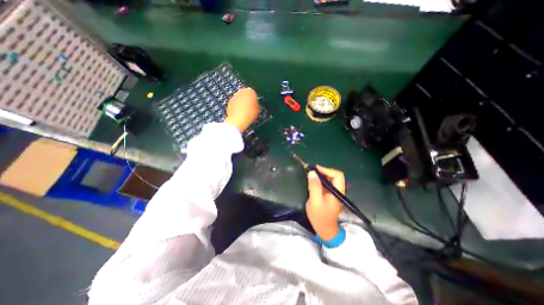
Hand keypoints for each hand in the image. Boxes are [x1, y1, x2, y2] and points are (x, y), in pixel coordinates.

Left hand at [224, 87, 260, 132]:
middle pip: (244, 94)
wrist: (238, 120)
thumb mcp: (257, 109)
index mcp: (250, 91)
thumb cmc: (250, 114)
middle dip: (246, 99)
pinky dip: (236, 106)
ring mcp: (234, 96)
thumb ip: (255, 104)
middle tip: (249, 107)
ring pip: (239, 98)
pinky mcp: (229, 102)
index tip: (254, 104)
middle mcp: (241, 91)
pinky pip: (234, 103)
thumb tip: (254, 104)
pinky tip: (238, 113)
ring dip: (241, 102)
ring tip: (243, 111)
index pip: (252, 93)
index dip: (254, 99)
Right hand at [305, 166, 343, 241]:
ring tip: (311, 175)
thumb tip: (312, 172)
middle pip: (334, 176)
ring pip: (330, 179)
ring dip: (321, 176)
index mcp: (337, 192)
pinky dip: (319, 181)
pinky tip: (313, 182)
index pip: (337, 175)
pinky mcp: (329, 195)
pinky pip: (326, 184)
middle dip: (323, 172)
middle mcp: (338, 191)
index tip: (316, 169)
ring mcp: (334, 193)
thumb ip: (314, 186)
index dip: (327, 170)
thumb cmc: (320, 217)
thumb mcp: (315, 201)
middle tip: (312, 171)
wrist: (324, 230)